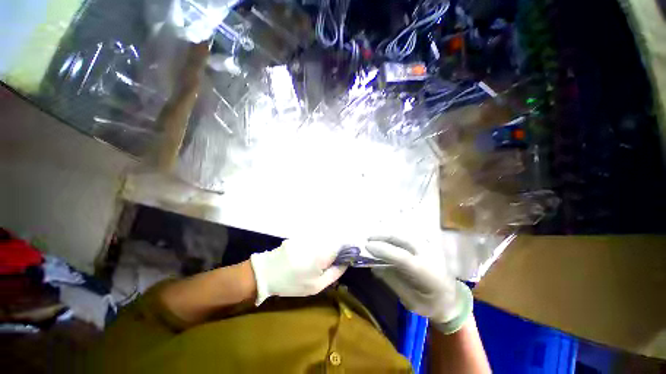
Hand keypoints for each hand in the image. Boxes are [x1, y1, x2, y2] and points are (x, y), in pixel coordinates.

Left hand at [250, 239, 347, 304]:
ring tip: (318, 260)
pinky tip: (308, 255)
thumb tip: (346, 263)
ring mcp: (308, 237)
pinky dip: (317, 245)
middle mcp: (317, 241)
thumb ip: (334, 273)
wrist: (267, 273)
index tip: (348, 257)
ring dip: (327, 247)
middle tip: (332, 262)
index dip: (348, 249)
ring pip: (324, 239)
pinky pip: (314, 239)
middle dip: (337, 249)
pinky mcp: (301, 235)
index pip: (343, 244)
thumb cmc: (292, 283)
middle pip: (334, 240)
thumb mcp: (316, 286)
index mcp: (323, 254)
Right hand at [365, 235, 472, 333]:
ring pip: (404, 235)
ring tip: (374, 238)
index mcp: (426, 272)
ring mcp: (429, 248)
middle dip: (383, 237)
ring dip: (387, 235)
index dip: (383, 250)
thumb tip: (374, 267)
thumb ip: (393, 282)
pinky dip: (394, 236)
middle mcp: (428, 255)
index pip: (401, 256)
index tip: (367, 246)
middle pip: (402, 239)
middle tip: (367, 239)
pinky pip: (407, 237)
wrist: (453, 299)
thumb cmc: (431, 305)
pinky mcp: (427, 246)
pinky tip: (385, 239)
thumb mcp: (410, 301)